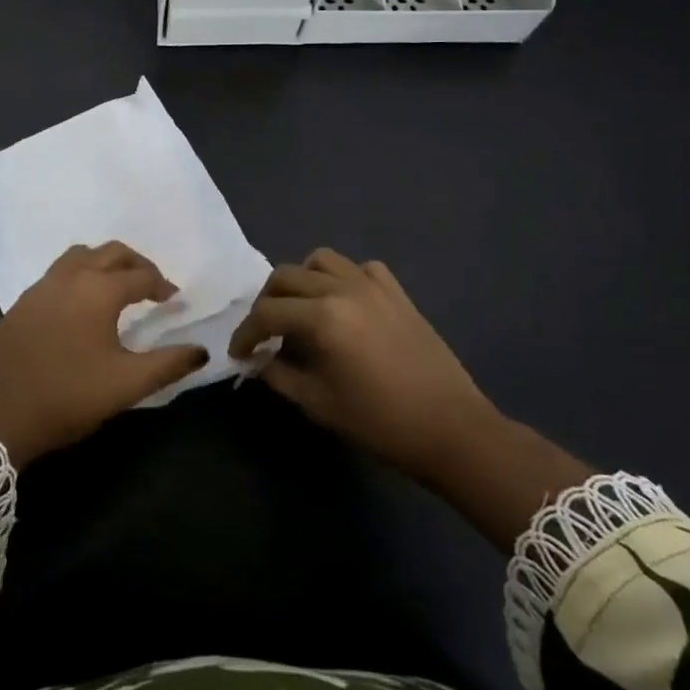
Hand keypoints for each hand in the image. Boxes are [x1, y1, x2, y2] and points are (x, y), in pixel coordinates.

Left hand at [0, 242, 207, 467]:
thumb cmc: (68, 397)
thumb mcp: (126, 385)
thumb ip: (168, 364)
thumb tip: (201, 351)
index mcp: (98, 291)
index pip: (140, 276)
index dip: (162, 285)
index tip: (174, 300)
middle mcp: (69, 278)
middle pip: (110, 252)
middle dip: (136, 263)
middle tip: (152, 285)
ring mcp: (40, 287)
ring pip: (79, 256)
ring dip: (103, 263)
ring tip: (117, 287)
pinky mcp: (21, 303)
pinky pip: (57, 273)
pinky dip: (78, 275)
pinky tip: (80, 305)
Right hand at [229, 248, 504, 492]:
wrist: (451, 428)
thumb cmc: (380, 422)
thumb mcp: (318, 404)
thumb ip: (279, 375)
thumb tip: (258, 360)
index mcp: (322, 318)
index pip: (267, 313)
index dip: (245, 333)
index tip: (239, 353)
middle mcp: (343, 289)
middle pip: (286, 276)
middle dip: (266, 303)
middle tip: (264, 333)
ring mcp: (373, 285)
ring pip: (321, 260)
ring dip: (300, 281)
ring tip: (300, 311)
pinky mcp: (397, 292)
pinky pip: (359, 268)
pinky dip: (342, 279)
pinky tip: (343, 305)